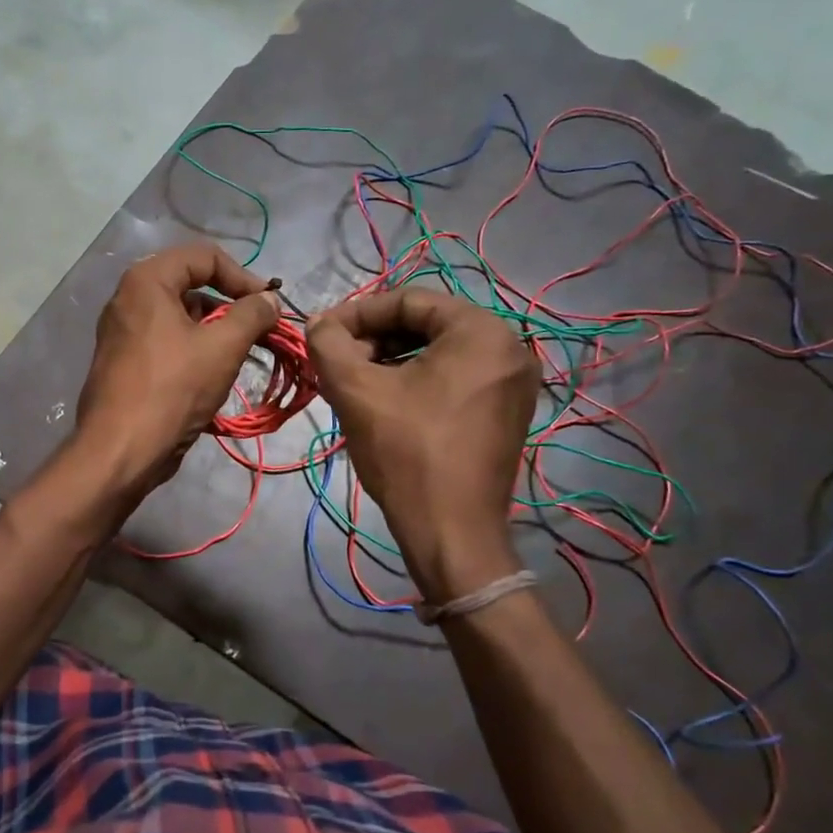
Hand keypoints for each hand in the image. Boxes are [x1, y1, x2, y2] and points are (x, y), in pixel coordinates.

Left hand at [75, 244, 281, 504]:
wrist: (121, 450)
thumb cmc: (173, 389)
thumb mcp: (222, 346)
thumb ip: (252, 314)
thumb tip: (269, 300)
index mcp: (146, 281)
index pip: (204, 256)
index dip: (242, 276)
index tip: (267, 305)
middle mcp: (129, 298)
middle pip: (191, 285)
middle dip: (230, 305)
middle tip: (260, 330)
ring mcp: (123, 332)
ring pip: (181, 317)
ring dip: (216, 330)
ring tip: (243, 355)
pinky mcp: (125, 362)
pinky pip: (167, 342)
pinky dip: (195, 349)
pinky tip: (215, 375)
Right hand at [307, 288, 539, 602]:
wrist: (451, 533)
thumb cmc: (406, 453)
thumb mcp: (356, 391)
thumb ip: (329, 344)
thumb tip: (319, 323)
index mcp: (481, 331)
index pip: (408, 300)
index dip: (357, 313)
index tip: (322, 333)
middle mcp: (509, 347)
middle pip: (426, 325)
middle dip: (375, 339)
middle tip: (337, 362)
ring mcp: (514, 383)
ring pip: (439, 353)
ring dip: (391, 360)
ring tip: (355, 384)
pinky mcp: (508, 412)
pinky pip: (456, 378)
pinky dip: (417, 381)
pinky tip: (385, 403)